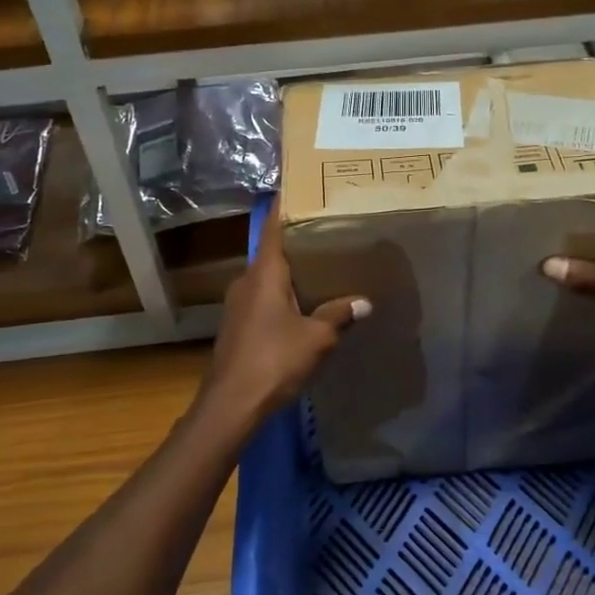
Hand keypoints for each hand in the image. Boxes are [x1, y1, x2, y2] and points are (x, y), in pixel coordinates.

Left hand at [203, 210, 369, 423]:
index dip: (286, 207)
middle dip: (299, 243)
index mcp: (264, 274)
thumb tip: (364, 301)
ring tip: (325, 267)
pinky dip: (284, 295)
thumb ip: (339, 315)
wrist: (230, 405)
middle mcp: (247, 281)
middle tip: (330, 232)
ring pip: (268, 278)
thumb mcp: (317, 338)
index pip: (274, 228)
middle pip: (273, 252)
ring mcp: (238, 305)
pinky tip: (306, 306)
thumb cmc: (274, 361)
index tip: (303, 189)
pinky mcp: (238, 326)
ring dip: (292, 273)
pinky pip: (264, 299)